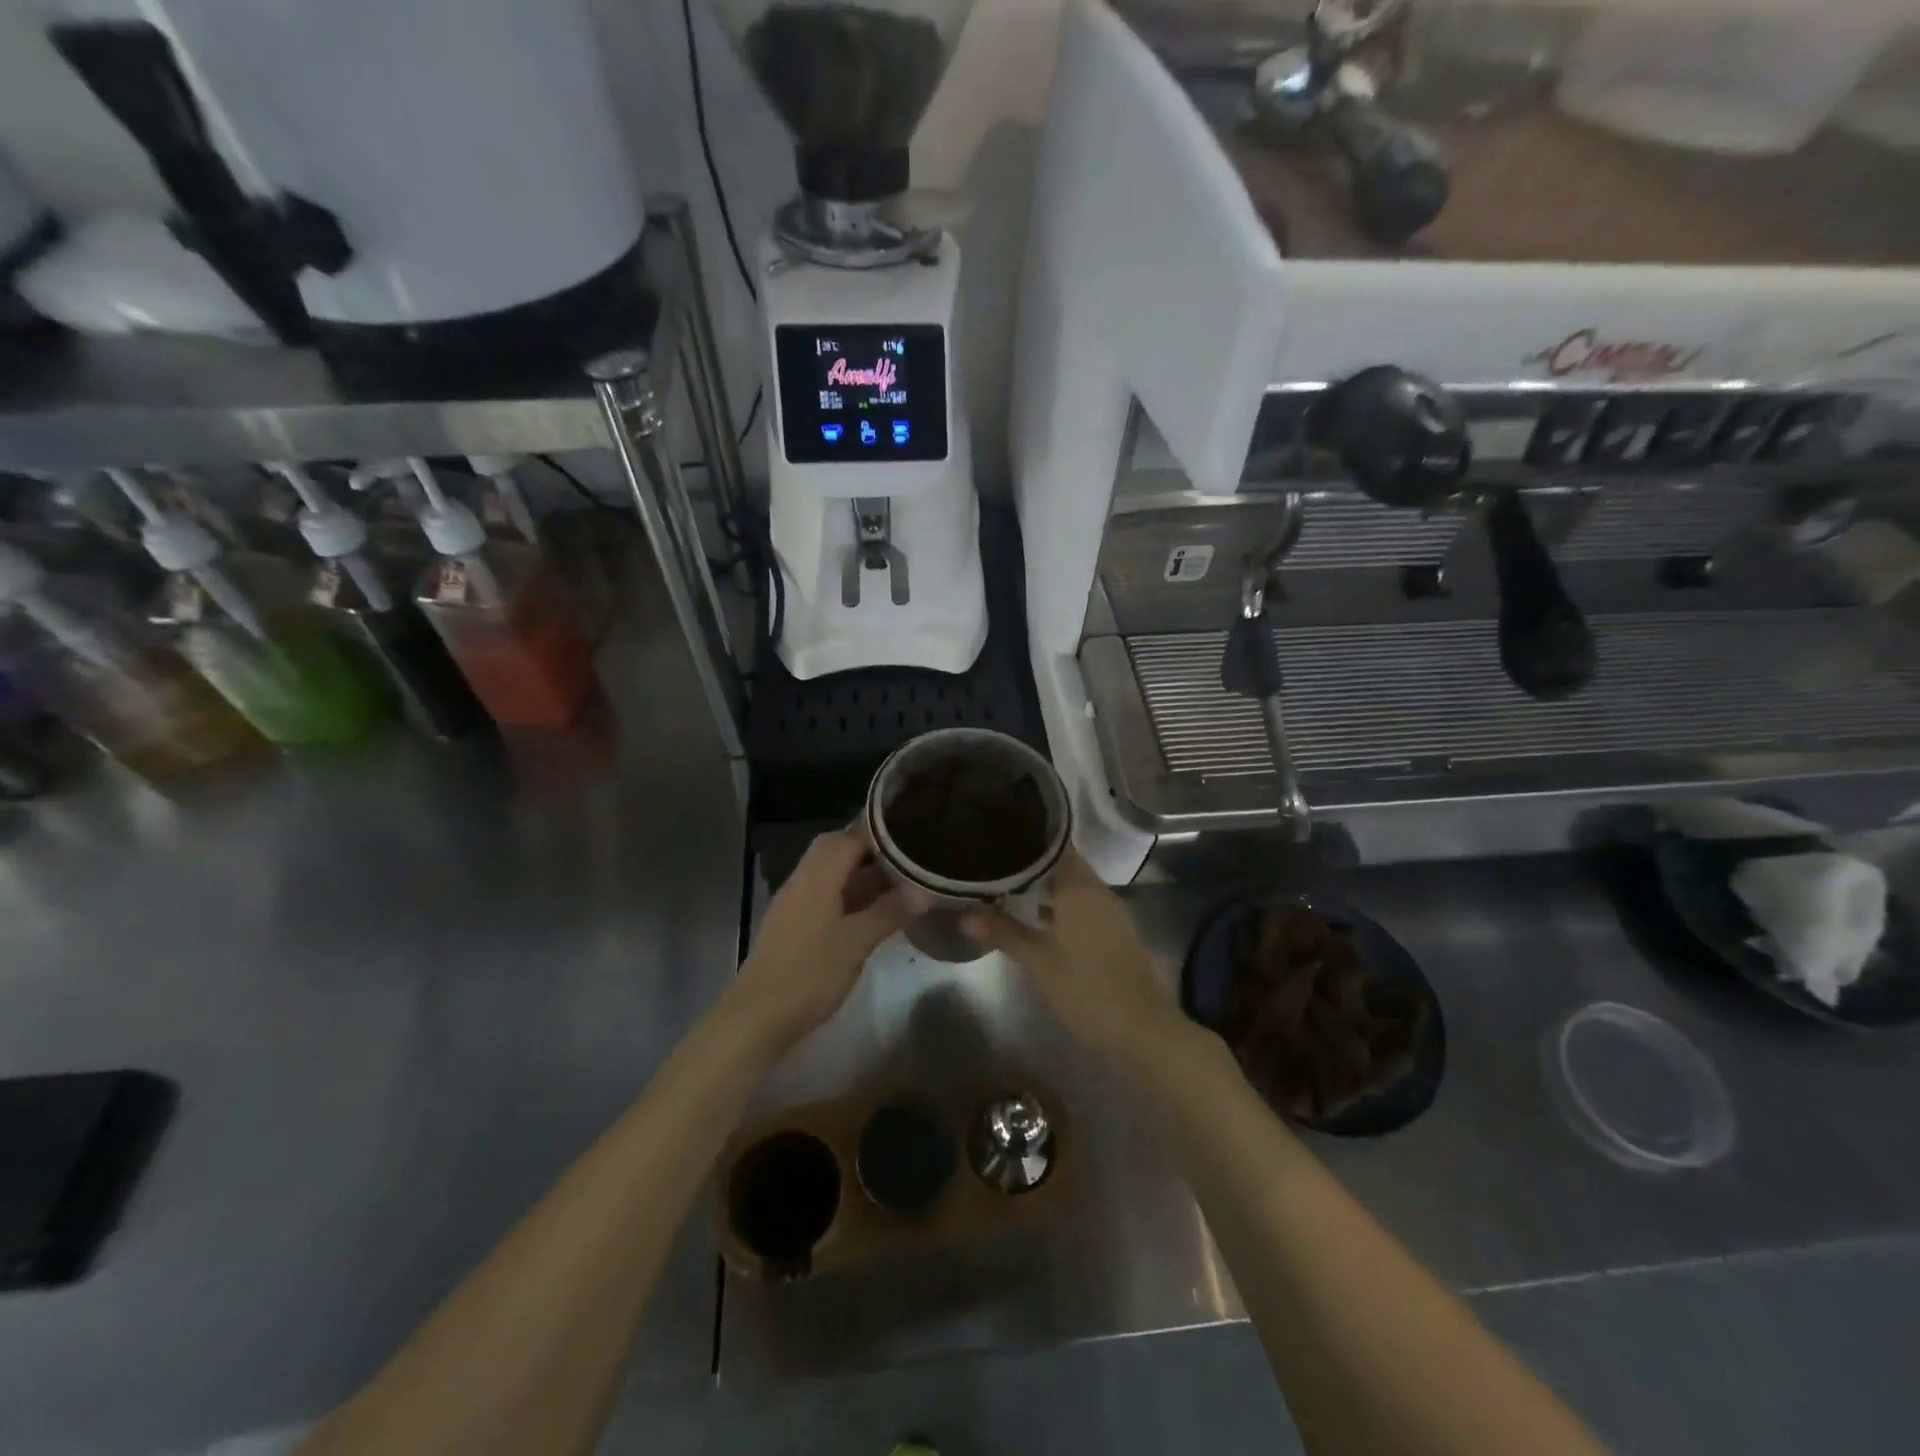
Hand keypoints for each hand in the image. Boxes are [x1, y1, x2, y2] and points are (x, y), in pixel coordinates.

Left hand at [728, 824, 908, 1053]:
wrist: (756, 1017)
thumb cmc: (809, 974)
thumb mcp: (857, 942)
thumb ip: (890, 911)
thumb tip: (926, 890)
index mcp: (817, 876)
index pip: (850, 836)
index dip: (880, 832)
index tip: (912, 830)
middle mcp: (803, 880)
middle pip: (836, 849)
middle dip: (870, 849)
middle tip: (906, 857)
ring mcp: (795, 903)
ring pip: (831, 873)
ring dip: (861, 873)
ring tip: (899, 880)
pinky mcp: (793, 924)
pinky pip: (825, 894)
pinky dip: (849, 893)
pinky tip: (872, 910)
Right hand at [962, 851, 1185, 1060]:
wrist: (1142, 1028)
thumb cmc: (1087, 988)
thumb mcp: (1038, 962)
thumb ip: (1003, 933)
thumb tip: (964, 915)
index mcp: (1079, 887)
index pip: (1053, 846)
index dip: (1027, 842)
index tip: (999, 841)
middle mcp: (1097, 890)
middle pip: (1063, 865)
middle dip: (1031, 866)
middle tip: (995, 865)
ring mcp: (1110, 911)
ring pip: (1074, 886)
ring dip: (1046, 887)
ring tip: (1008, 889)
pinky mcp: (1115, 931)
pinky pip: (1084, 905)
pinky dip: (1062, 906)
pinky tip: (1038, 919)